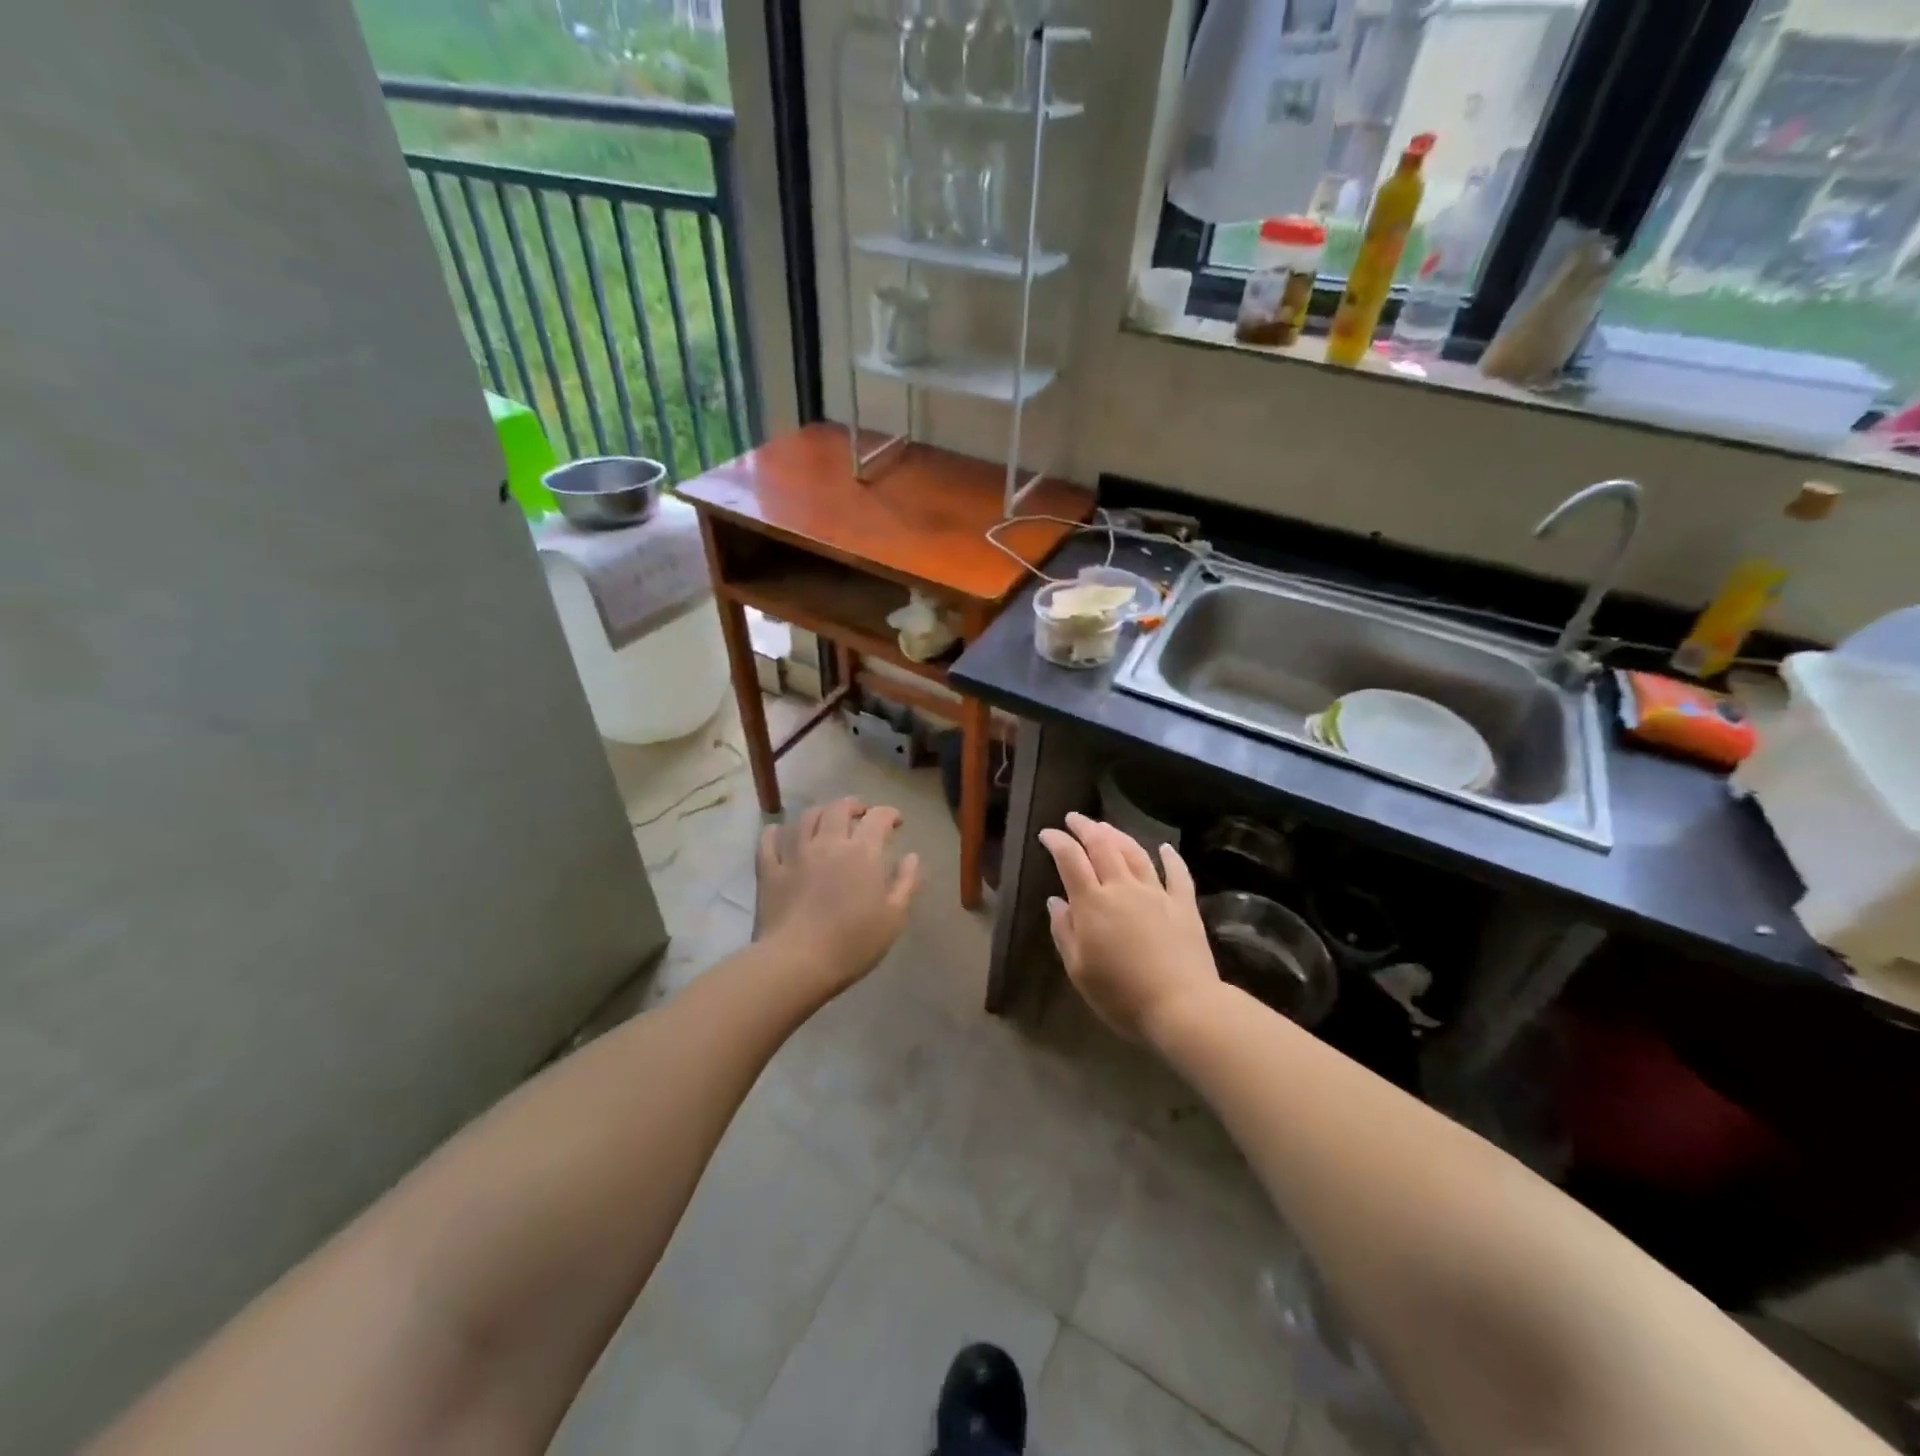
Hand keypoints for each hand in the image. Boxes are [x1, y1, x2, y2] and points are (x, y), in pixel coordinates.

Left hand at [754, 796, 919, 997]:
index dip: (889, 814)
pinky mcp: (770, 870)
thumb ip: (906, 883)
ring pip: (806, 818)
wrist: (797, 962)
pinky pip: (769, 841)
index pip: (878, 818)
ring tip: (827, 820)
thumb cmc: (853, 943)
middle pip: (839, 808)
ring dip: (820, 812)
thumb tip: (911, 856)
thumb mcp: (893, 918)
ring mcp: (795, 854)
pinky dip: (776, 832)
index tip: (896, 821)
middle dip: (854, 805)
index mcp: (862, 852)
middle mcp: (829, 843)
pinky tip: (779, 833)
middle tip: (861, 814)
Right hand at [1037, 812, 1220, 1042]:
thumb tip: (1056, 901)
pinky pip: (1177, 873)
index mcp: (1093, 902)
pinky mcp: (1184, 904)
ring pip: (1135, 852)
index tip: (1046, 833)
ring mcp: (1156, 893)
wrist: (1181, 1006)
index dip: (1057, 841)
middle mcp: (1123, 887)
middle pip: (1103, 845)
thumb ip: (1064, 931)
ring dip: (1118, 834)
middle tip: (1074, 818)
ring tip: (1105, 826)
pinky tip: (1165, 847)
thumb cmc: (1121, 994)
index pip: (1070, 859)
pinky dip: (1170, 857)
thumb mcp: (1078, 970)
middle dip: (1085, 827)